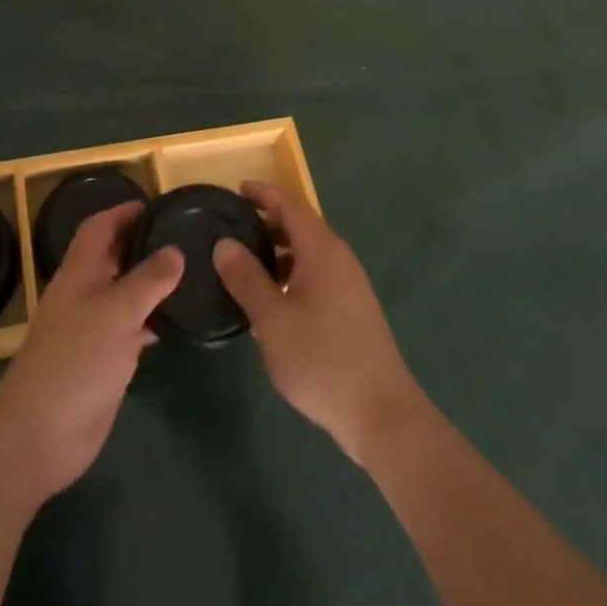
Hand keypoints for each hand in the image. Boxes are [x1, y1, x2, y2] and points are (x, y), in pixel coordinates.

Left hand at [0, 202, 182, 503]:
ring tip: (186, 274)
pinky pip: (127, 329)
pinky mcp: (100, 361)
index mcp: (80, 272)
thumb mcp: (118, 311)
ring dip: (147, 283)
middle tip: (180, 237)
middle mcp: (83, 294)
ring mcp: (90, 329)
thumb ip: (149, 279)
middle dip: (139, 244)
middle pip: (111, 257)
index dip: (123, 212)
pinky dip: (148, 321)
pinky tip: (172, 323)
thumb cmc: (77, 359)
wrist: (40, 434)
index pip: (99, 227)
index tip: (155, 206)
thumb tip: (175, 249)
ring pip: (121, 294)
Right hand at [213, 181, 424, 468]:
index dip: (262, 193)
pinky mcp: (353, 309)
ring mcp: (350, 284)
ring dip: (278, 251)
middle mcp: (339, 257)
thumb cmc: (322, 360)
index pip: (289, 204)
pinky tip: (273, 300)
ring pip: (308, 253)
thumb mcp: (272, 320)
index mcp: (321, 249)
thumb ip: (246, 278)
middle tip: (232, 228)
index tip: (235, 189)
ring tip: (245, 264)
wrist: (383, 415)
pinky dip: (292, 273)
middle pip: (300, 225)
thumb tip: (223, 243)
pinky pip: (317, 274)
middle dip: (267, 222)